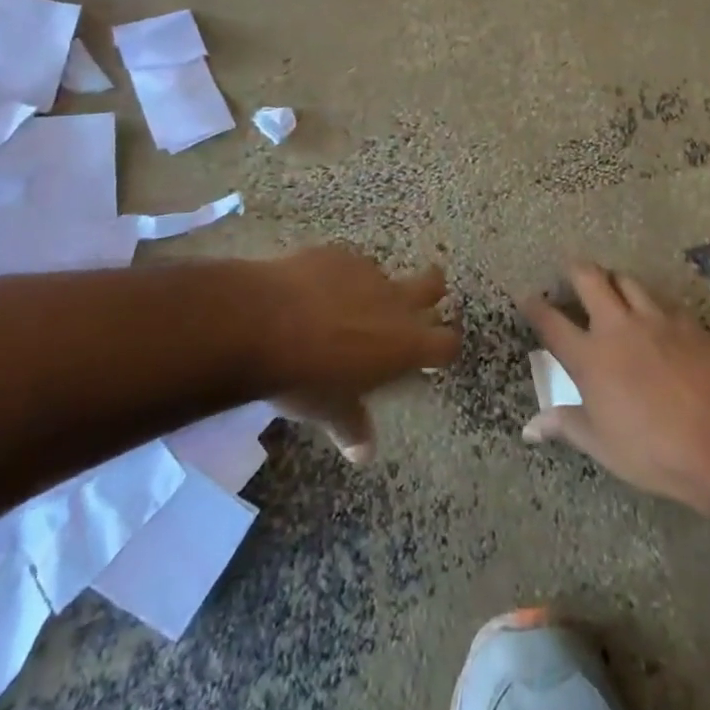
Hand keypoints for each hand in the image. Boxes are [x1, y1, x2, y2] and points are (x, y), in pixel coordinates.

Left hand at [257, 246, 458, 464]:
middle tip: (417, 303)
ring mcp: (367, 272)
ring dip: (374, 289)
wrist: (263, 322)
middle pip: (433, 285)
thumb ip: (352, 425)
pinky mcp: (337, 254)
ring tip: (345, 306)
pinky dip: (337, 278)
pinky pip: (347, 265)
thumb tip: (364, 454)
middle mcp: (395, 301)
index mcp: (405, 343)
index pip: (446, 343)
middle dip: (431, 291)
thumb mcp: (329, 410)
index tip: (435, 353)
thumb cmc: (305, 376)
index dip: (444, 347)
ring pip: (384, 274)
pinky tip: (311, 292)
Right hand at [520, 263, 709, 516]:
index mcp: (591, 358)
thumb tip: (530, 427)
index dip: (535, 306)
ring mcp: (656, 319)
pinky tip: (655, 316)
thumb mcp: (604, 446)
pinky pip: (662, 301)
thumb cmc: (656, 452)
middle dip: (575, 270)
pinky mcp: (688, 321)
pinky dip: (650, 302)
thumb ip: (567, 426)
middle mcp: (619, 327)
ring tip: (612, 286)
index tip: (527, 296)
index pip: (552, 323)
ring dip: (614, 280)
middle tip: (571, 270)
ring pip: (628, 281)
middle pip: (590, 279)